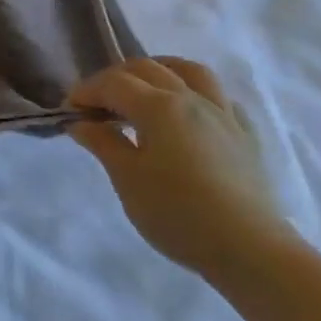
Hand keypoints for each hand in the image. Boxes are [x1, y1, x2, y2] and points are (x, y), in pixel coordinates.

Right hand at [65, 57, 297, 282]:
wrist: (251, 250)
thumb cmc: (178, 214)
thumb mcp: (127, 179)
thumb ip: (103, 143)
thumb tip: (81, 122)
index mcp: (158, 106)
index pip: (113, 83)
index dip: (86, 91)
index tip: (69, 111)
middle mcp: (191, 99)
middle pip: (147, 69)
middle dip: (115, 79)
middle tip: (97, 104)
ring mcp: (223, 115)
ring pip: (190, 72)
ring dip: (160, 71)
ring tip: (144, 89)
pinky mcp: (246, 136)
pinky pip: (220, 98)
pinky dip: (197, 95)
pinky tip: (189, 114)